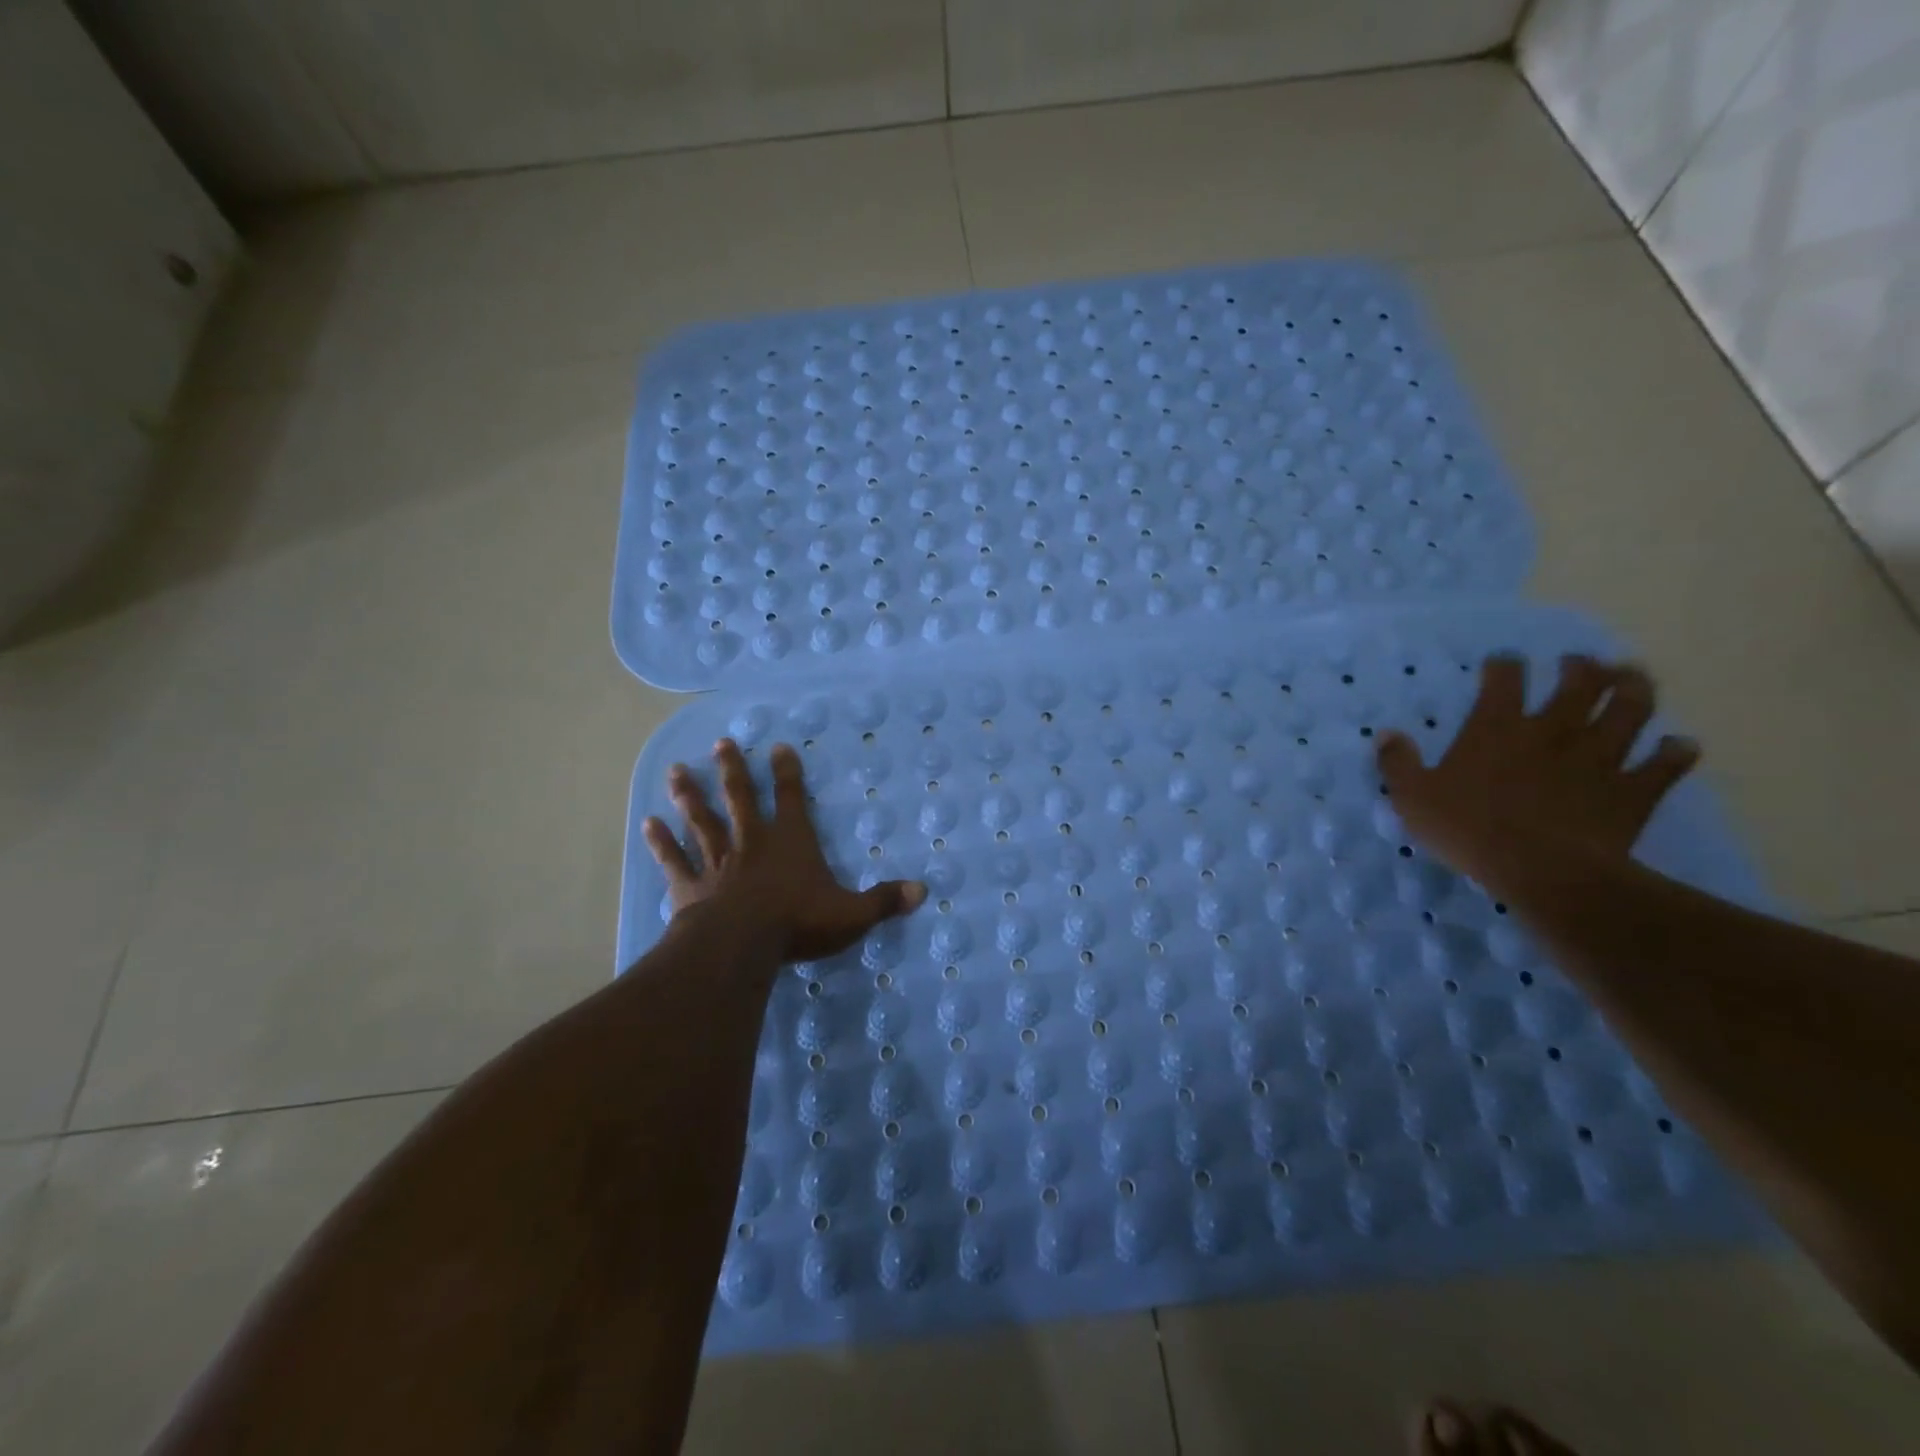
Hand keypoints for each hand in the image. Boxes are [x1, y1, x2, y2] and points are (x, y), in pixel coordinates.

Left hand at [643, 738, 926, 964]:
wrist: (740, 945)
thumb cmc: (797, 923)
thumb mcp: (851, 914)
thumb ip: (884, 902)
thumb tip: (923, 892)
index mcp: (790, 842)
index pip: (792, 798)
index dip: (787, 772)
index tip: (777, 746)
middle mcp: (752, 842)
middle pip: (739, 798)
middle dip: (732, 770)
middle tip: (721, 743)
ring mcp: (717, 861)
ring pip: (701, 820)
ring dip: (689, 795)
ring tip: (676, 770)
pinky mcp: (691, 886)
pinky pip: (674, 858)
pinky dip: (661, 841)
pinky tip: (647, 823)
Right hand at [1377, 654, 1700, 905]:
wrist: (1544, 871)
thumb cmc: (1469, 830)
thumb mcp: (1412, 797)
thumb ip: (1397, 763)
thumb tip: (1387, 734)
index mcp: (1497, 728)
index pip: (1504, 679)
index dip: (1504, 665)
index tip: (1502, 662)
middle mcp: (1553, 730)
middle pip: (1578, 683)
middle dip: (1580, 667)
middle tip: (1580, 663)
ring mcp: (1600, 757)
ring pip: (1630, 710)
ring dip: (1634, 689)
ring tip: (1633, 679)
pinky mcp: (1634, 789)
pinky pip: (1665, 763)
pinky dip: (1675, 752)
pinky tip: (1678, 745)